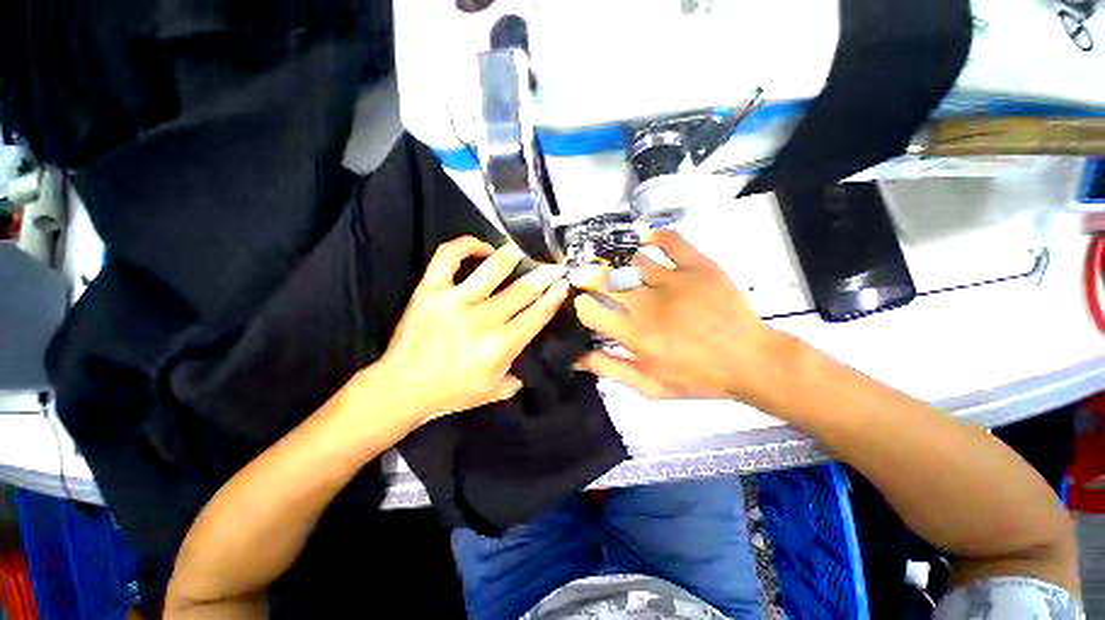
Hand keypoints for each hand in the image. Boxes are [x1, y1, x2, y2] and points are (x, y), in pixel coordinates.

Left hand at [378, 237, 569, 427]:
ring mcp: (455, 301)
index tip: (564, 284)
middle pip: (523, 289)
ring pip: (493, 268)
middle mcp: (483, 319)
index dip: (554, 297)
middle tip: (556, 265)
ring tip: (524, 250)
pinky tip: (482, 247)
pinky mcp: (431, 291)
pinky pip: (448, 257)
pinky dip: (466, 245)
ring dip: (514, 256)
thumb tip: (530, 360)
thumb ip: (519, 376)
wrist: (402, 388)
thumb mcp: (494, 393)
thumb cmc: (451, 393)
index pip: (537, 314)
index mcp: (501, 345)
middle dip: (546, 275)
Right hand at [573, 230, 788, 405]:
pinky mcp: (698, 267)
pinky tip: (644, 240)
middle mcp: (649, 305)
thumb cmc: (697, 377)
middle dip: (587, 276)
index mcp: (636, 335)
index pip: (591, 311)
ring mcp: (674, 281)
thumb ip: (610, 370)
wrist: (750, 361)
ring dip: (614, 259)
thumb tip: (575, 358)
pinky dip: (654, 236)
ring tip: (610, 260)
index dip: (580, 305)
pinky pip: (671, 241)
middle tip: (584, 274)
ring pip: (631, 260)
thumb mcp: (649, 387)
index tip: (582, 302)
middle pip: (605, 280)